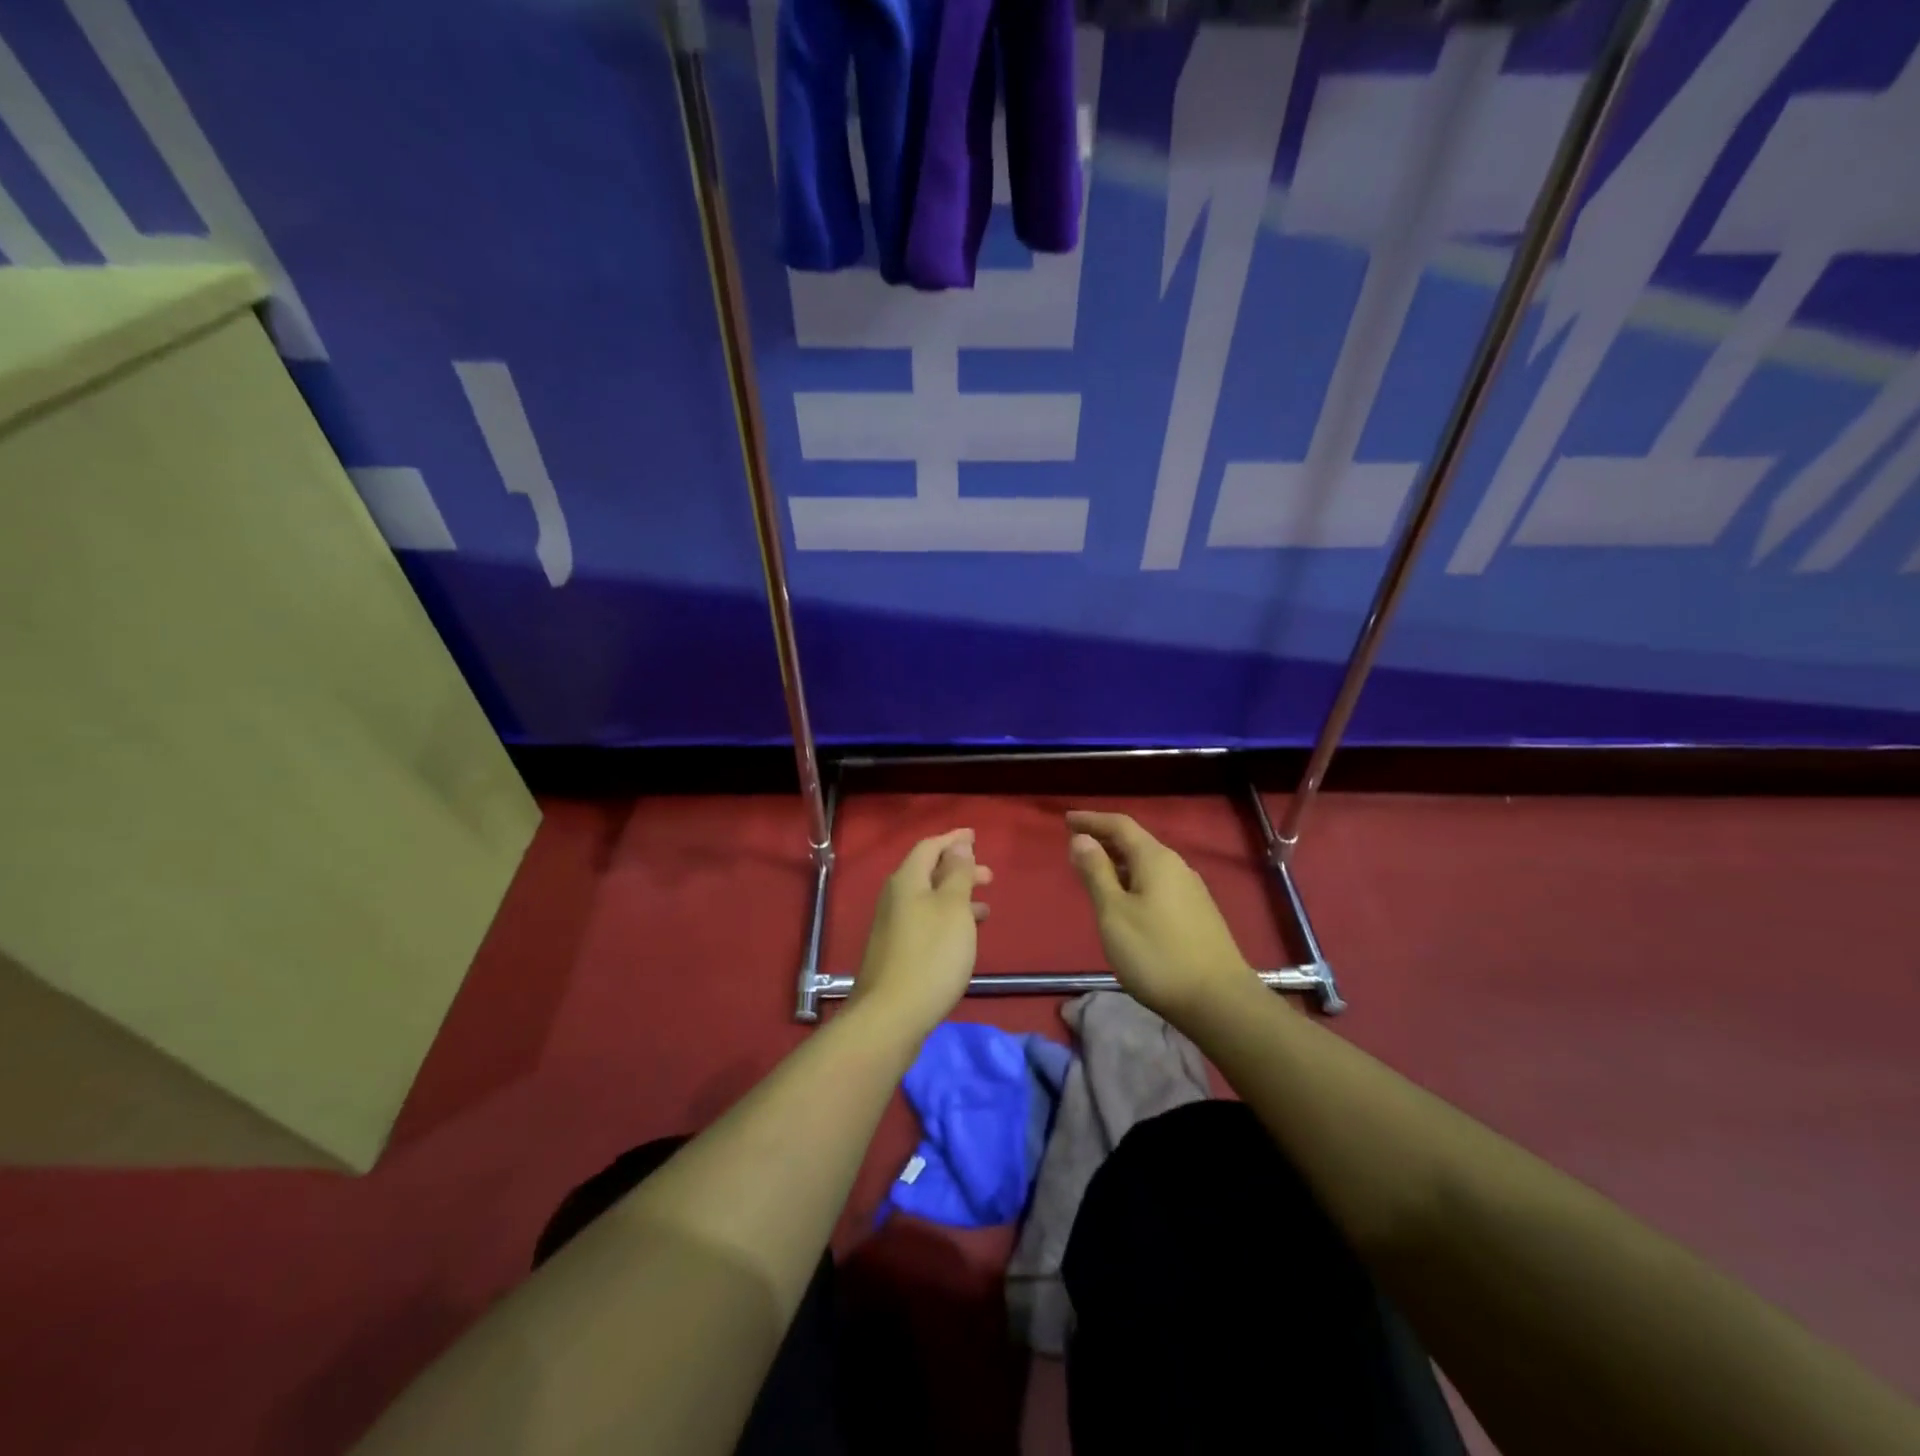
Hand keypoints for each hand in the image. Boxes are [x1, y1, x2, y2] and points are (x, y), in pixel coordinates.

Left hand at [848, 828, 991, 1040]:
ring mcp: (893, 927)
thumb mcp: (953, 908)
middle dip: (959, 870)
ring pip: (929, 900)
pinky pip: (926, 921)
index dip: (953, 840)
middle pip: (928, 873)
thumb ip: (957, 874)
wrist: (891, 1016)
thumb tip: (958, 845)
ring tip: (985, 908)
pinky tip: (963, 937)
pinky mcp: (897, 952)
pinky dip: (948, 919)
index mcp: (907, 881)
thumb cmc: (931, 955)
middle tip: (989, 876)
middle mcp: (895, 898)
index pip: (929, 847)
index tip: (975, 836)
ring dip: (957, 897)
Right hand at [1066, 810, 1258, 1025]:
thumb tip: (1081, 839)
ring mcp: (1191, 891)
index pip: (1120, 826)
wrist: (1218, 1000)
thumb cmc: (1156, 953)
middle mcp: (1177, 866)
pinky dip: (1134, 880)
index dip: (1092, 820)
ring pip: (1148, 864)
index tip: (1067, 820)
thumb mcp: (1114, 912)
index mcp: (1155, 859)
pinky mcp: (1197, 913)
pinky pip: (1158, 883)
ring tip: (1095, 872)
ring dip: (1119, 862)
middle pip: (1136, 842)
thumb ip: (1096, 872)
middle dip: (1105, 839)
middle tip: (1076, 844)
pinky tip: (1126, 900)